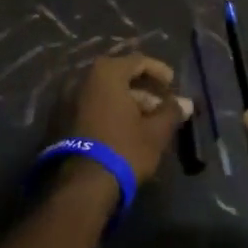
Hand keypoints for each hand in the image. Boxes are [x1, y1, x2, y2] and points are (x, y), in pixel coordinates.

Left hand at [64, 54, 193, 189]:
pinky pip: (92, 106)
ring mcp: (69, 99)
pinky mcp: (61, 120)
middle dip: (143, 90)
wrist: (82, 186)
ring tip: (146, 122)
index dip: (159, 71)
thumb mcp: (155, 132)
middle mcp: (84, 79)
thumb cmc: (124, 149)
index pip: (138, 61)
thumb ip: (171, 112)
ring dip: (127, 102)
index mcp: (107, 73)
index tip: (172, 86)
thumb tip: (185, 103)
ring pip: (105, 93)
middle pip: (120, 76)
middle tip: (161, 107)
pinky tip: (125, 130)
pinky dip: (110, 112)